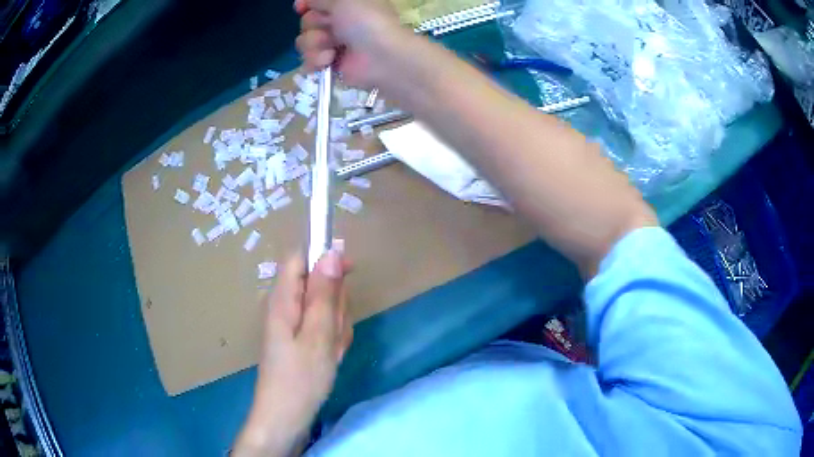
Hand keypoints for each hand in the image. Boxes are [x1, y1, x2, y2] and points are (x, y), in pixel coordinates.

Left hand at [234, 250, 352, 456]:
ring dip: (336, 325)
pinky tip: (330, 358)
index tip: (349, 273)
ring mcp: (292, 325)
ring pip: (324, 307)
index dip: (324, 257)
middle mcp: (286, 306)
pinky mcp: (299, 340)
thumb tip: (331, 252)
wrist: (286, 417)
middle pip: (317, 283)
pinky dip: (332, 339)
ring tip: (332, 350)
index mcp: (284, 299)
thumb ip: (324, 293)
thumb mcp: (318, 335)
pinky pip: (322, 327)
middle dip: (335, 303)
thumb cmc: (300, 378)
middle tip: (334, 330)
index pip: (300, 258)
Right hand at [294, 0, 404, 86]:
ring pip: (304, 41)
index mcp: (345, 3)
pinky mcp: (329, 62)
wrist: (380, 57)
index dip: (305, 4)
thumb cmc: (365, 21)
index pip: (314, 2)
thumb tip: (305, 1)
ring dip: (316, 43)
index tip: (301, 7)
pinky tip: (329, 60)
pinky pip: (307, 60)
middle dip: (315, 24)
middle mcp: (338, 20)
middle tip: (332, 27)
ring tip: (333, 47)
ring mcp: (333, 42)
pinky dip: (316, 59)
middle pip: (306, 21)